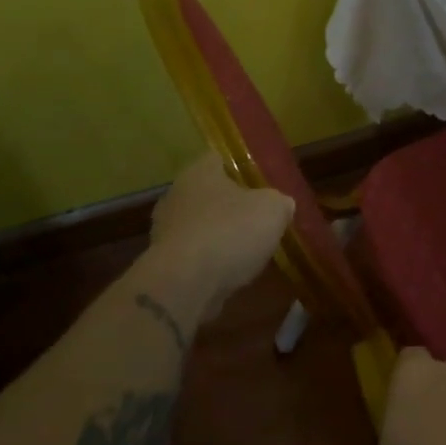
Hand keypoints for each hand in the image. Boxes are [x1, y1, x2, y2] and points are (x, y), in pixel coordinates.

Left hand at [146, 152, 292, 315]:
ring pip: (203, 226)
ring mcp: (166, 231)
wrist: (184, 286)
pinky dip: (213, 262)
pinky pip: (196, 256)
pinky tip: (233, 274)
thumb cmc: (230, 232)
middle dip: (234, 206)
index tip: (264, 183)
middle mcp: (177, 195)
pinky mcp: (164, 264)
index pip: (221, 158)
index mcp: (199, 172)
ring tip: (251, 251)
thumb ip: (280, 202)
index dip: (244, 168)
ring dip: (223, 236)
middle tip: (261, 218)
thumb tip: (281, 205)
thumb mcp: (273, 210)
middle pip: (211, 194)